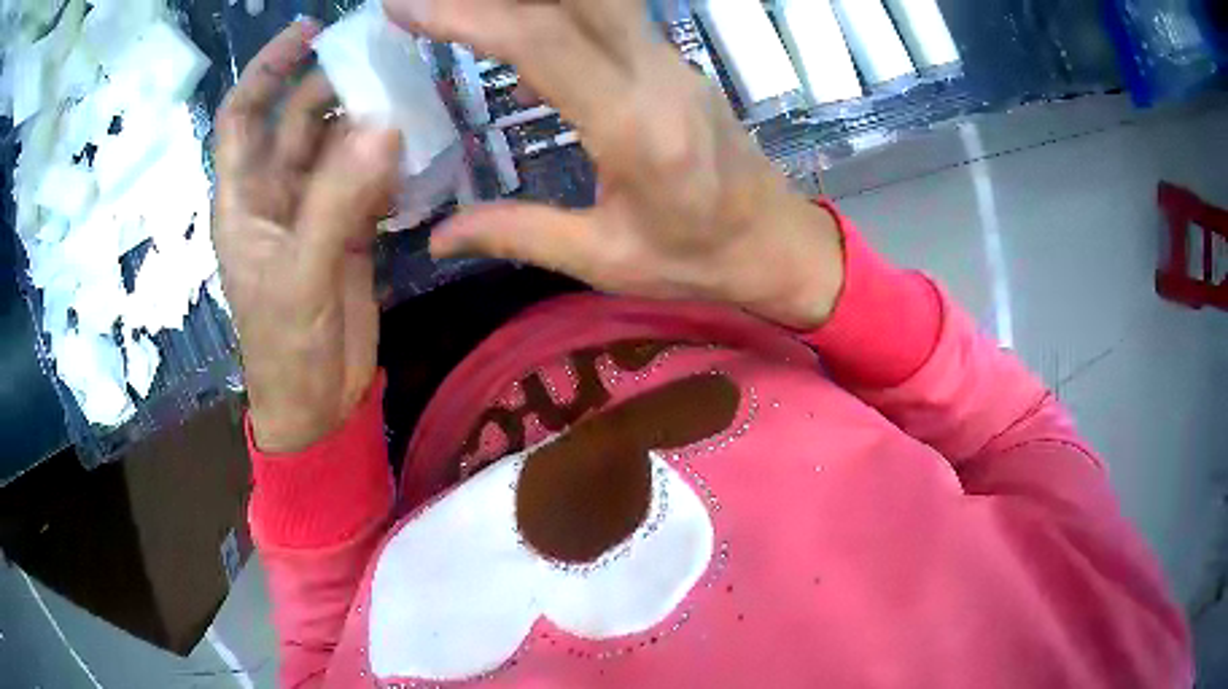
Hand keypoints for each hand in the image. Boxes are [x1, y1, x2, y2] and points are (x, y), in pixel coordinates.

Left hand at [213, 20, 401, 452]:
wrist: (319, 402)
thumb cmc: (288, 347)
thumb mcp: (301, 274)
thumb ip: (337, 201)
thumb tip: (384, 125)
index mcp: (244, 200)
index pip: (243, 116)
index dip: (268, 70)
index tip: (308, 32)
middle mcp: (275, 195)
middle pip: (299, 120)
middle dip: (334, 86)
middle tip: (384, 61)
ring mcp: (313, 211)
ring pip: (337, 146)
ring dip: (368, 121)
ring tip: (409, 97)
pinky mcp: (346, 230)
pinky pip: (366, 179)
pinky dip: (388, 163)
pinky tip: (412, 158)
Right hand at [385, 0, 844, 329]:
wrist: (775, 241)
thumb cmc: (698, 259)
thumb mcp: (605, 259)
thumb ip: (517, 235)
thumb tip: (438, 238)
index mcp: (635, 127)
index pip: (540, 42)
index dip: (467, 16)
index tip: (406, 7)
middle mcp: (655, 74)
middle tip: (427, 0)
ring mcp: (669, 59)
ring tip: (463, 9)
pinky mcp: (671, 60)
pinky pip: (607, 14)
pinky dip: (554, 8)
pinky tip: (513, 23)